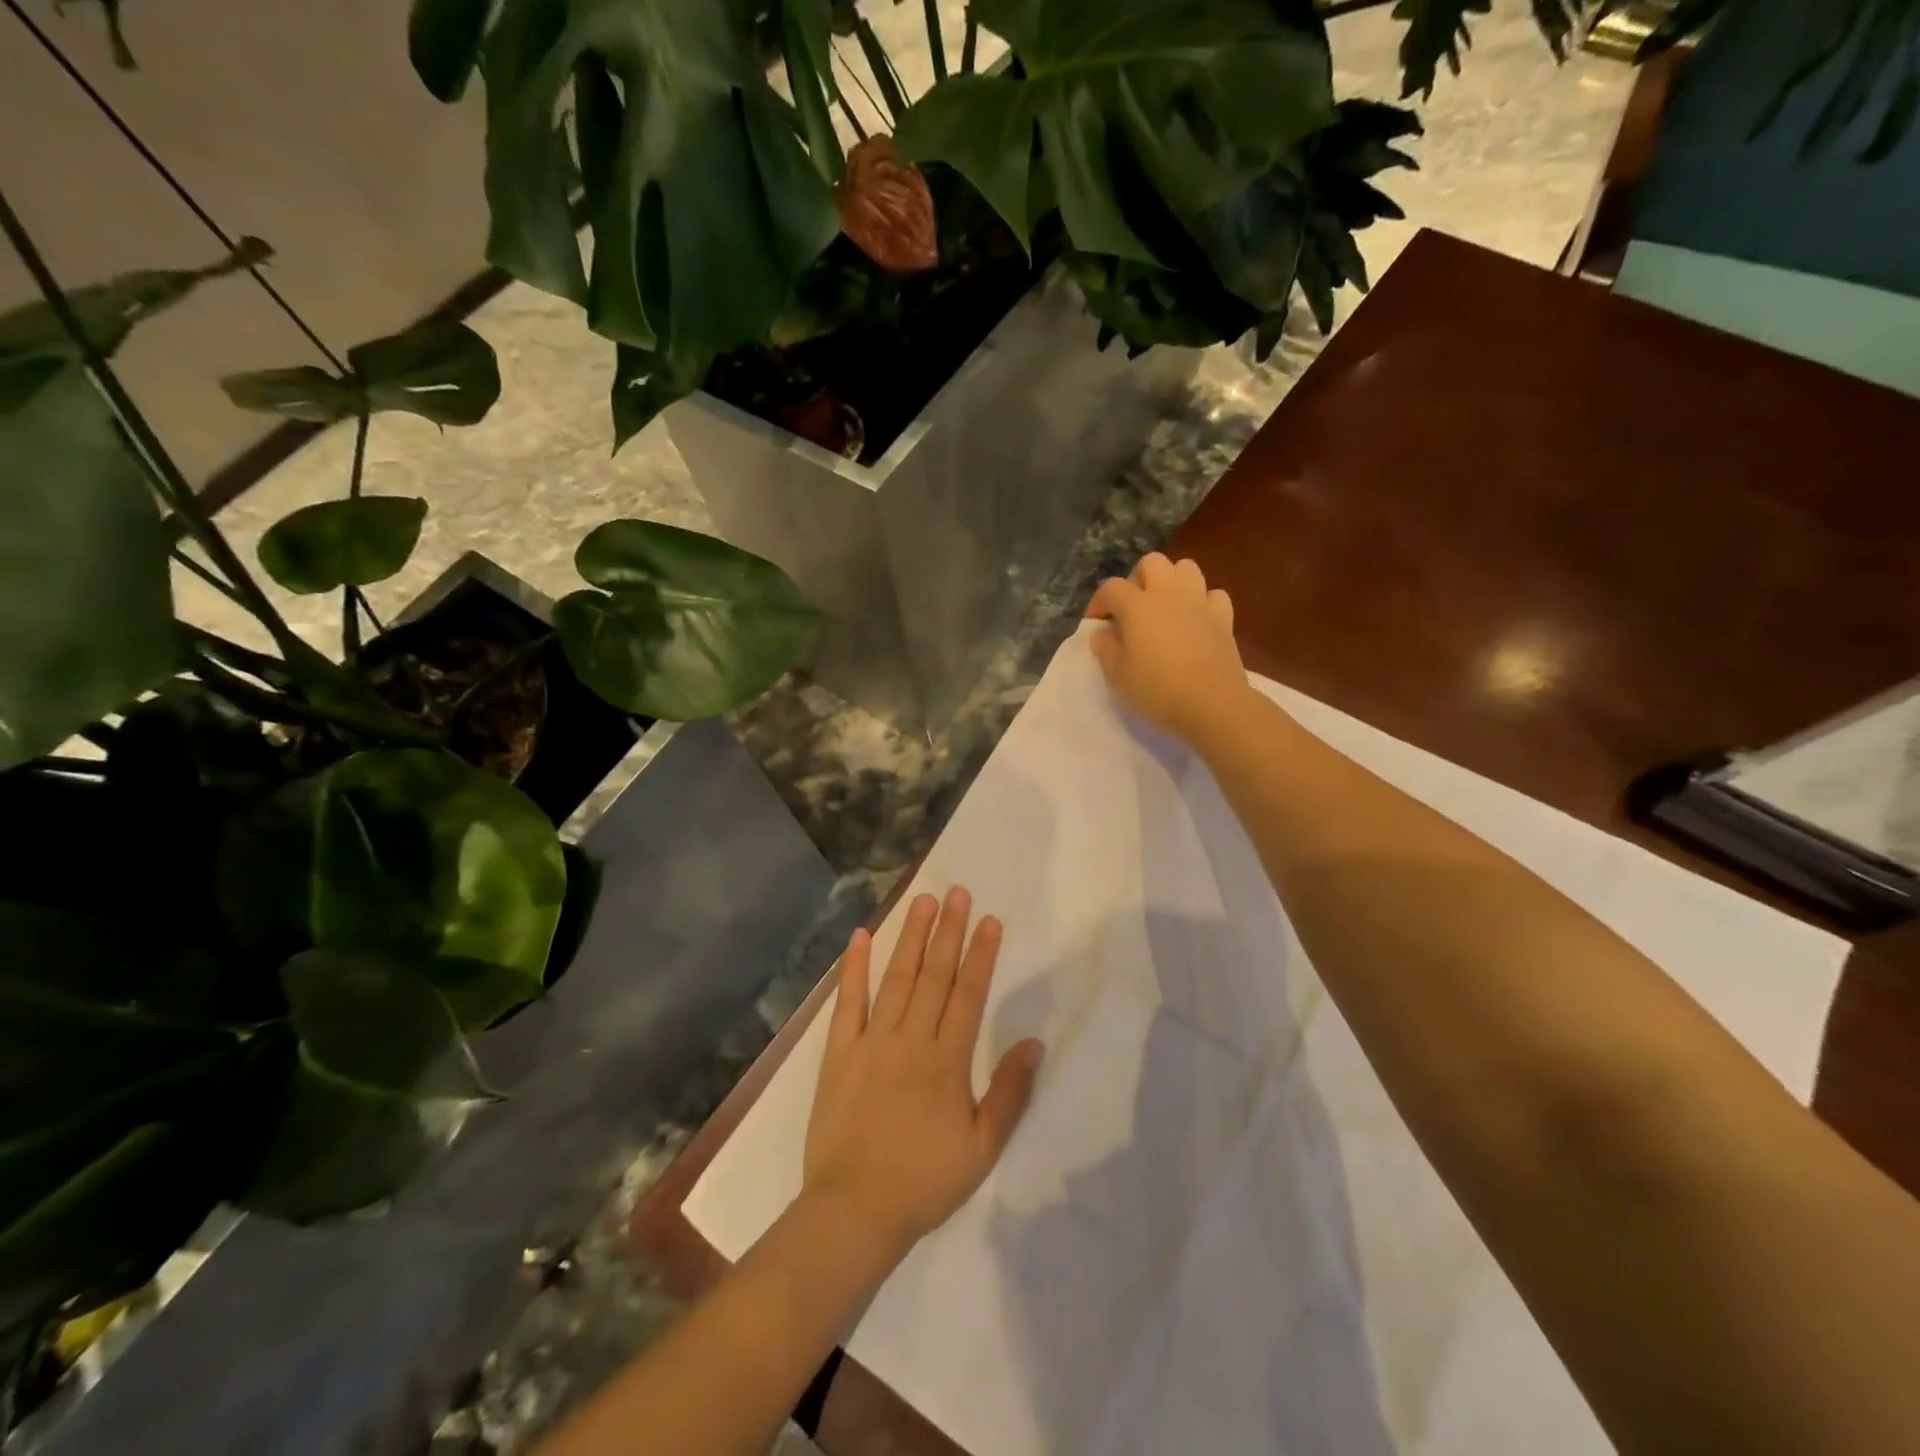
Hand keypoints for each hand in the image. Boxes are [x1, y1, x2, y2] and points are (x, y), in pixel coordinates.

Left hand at [804, 888, 1043, 1257]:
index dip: (981, 954)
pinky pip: (848, 1002)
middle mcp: (911, 1039)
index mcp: (948, 1060)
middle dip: (949, 931)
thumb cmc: (925, 1181)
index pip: (969, 994)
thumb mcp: (982, 1148)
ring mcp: (871, 1042)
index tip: (990, 920)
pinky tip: (861, 937)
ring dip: (911, 937)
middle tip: (958, 892)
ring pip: (896, 978)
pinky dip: (854, 968)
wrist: (855, 1211)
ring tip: (923, 900)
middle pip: (935, 975)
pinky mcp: (839, 1052)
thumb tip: (1033, 1043)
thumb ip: (1009, 1093)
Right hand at [1085, 552, 1249, 742]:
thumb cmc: (1157, 690)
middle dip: (1137, 579)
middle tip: (1132, 607)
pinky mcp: (1223, 618)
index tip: (1096, 623)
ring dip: (1172, 581)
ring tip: (1165, 607)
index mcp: (1138, 605)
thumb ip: (1106, 649)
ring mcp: (1199, 603)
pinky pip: (1213, 595)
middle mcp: (1168, 594)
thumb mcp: (1118, 675)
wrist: (1211, 704)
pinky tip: (1196, 620)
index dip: (1099, 602)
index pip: (1111, 588)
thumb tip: (1103, 633)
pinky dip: (1203, 602)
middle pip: (1152, 563)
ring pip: (1186, 568)